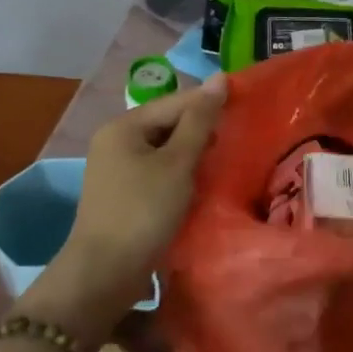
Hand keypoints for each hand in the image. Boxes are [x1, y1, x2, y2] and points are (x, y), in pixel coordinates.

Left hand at [17, 76, 225, 342]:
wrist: (105, 273)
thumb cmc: (144, 211)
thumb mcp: (178, 163)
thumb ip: (200, 121)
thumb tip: (219, 78)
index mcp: (124, 126)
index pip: (177, 102)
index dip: (211, 103)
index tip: (247, 107)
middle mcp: (116, 140)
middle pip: (169, 123)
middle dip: (203, 130)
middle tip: (239, 139)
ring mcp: (117, 168)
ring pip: (166, 149)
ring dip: (194, 154)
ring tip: (226, 160)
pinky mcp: (124, 193)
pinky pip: (159, 171)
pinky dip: (181, 173)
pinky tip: (202, 183)